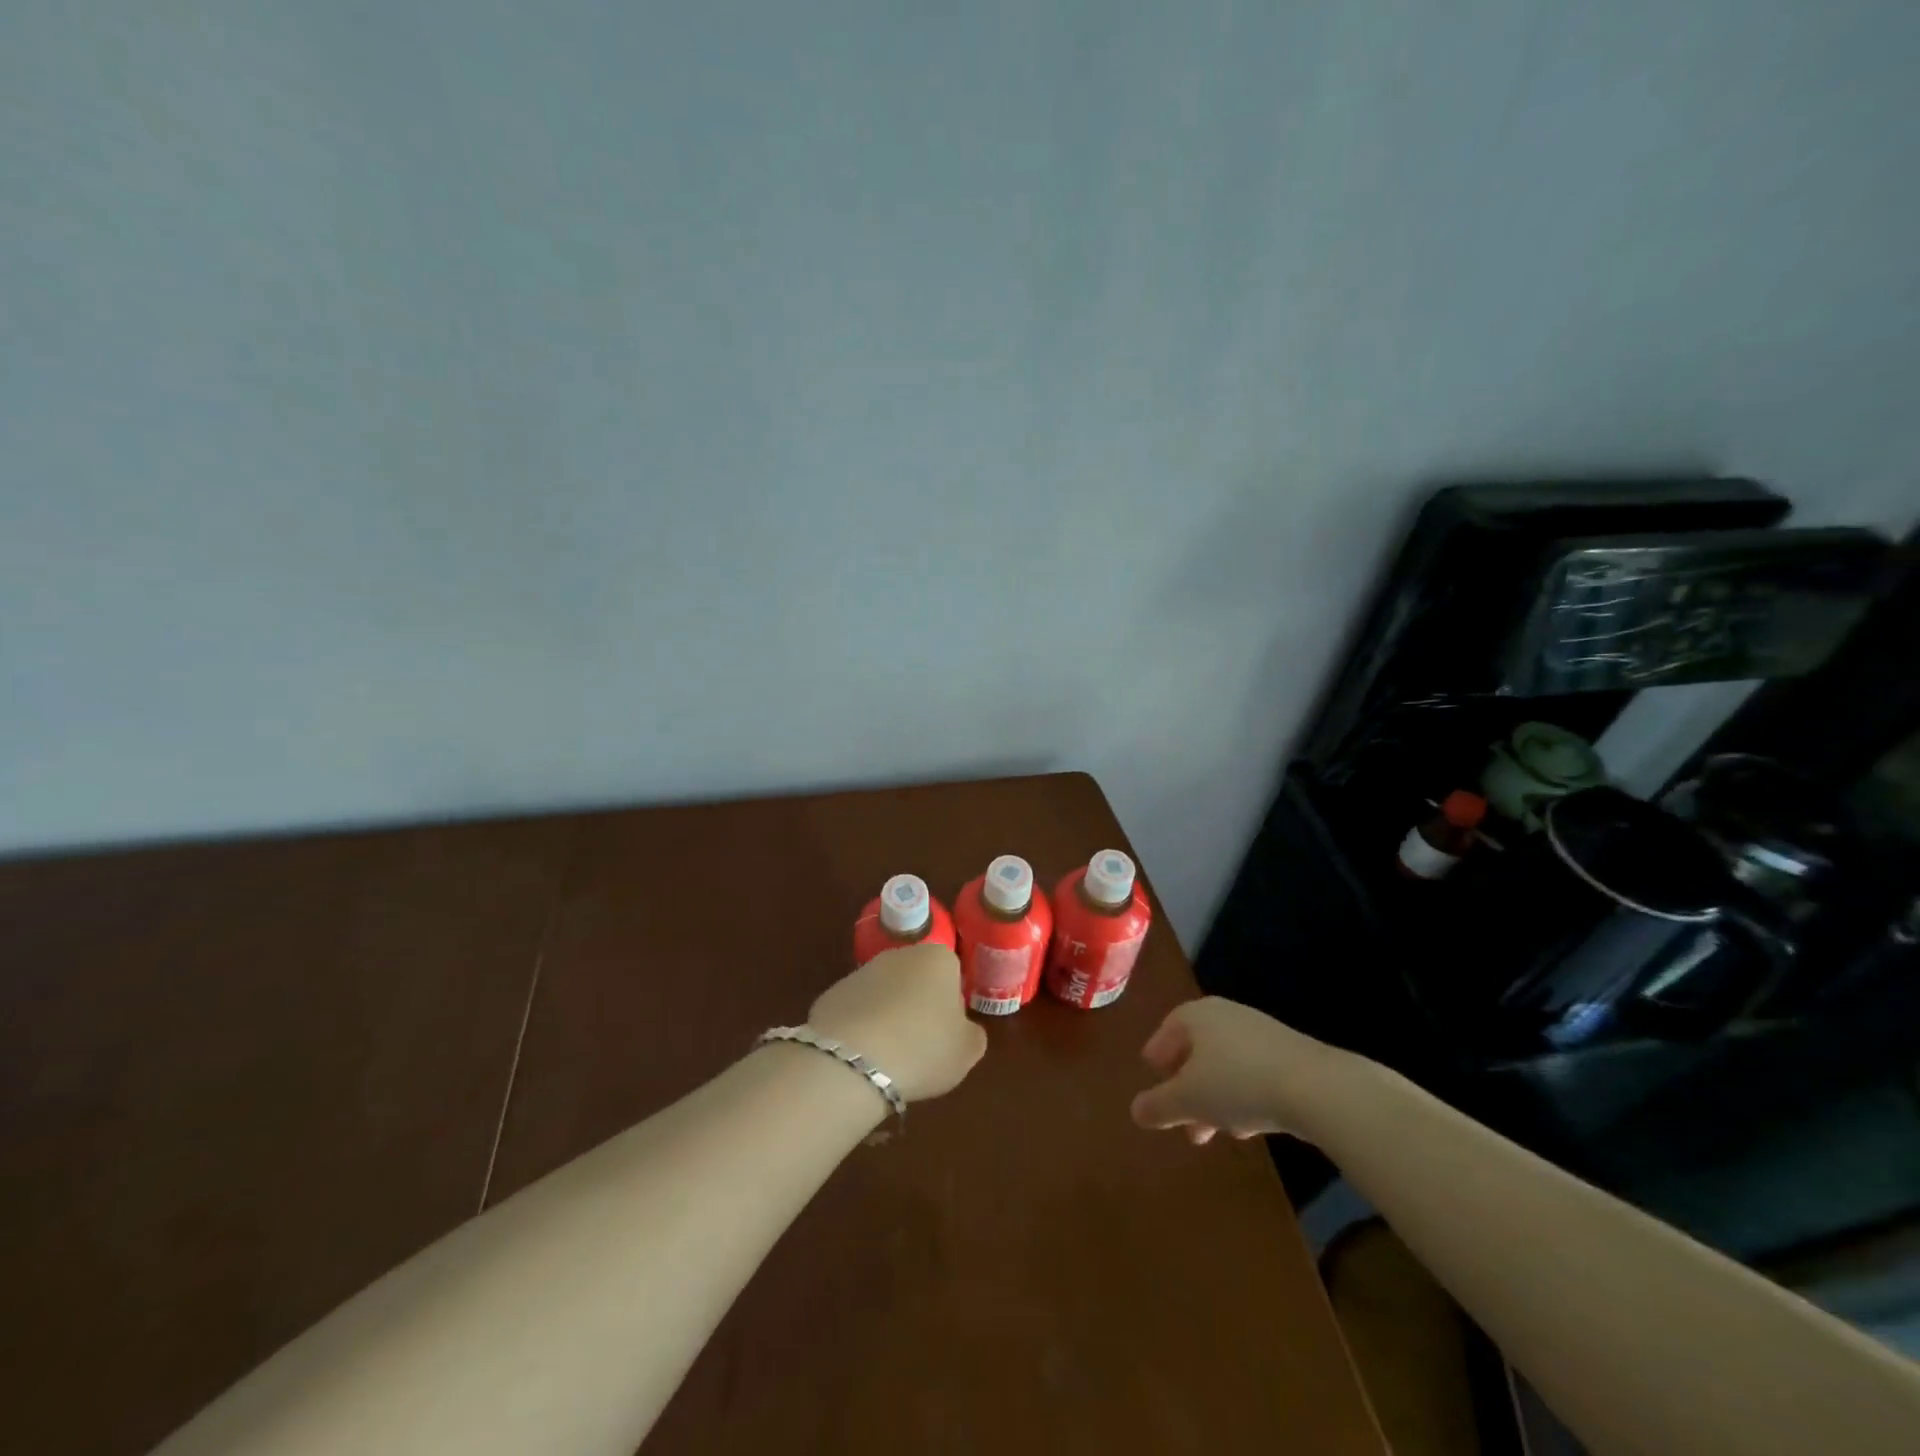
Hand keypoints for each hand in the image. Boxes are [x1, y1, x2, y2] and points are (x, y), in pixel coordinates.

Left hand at [807, 943, 987, 1101]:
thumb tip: (963, 1029)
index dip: (952, 1005)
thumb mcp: (967, 1051)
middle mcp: (900, 954)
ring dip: (888, 1017)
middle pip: (917, 980)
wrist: (853, 1059)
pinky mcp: (832, 992)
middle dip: (919, 1007)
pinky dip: (860, 1029)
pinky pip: (857, 1011)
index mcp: (939, 958)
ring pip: (885, 995)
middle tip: (921, 1046)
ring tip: (889, 1057)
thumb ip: (972, 1034)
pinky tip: (861, 1057)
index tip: (947, 1034)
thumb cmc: (923, 1048)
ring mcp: (862, 971)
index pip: (953, 974)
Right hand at [1130, 997, 1332, 1144]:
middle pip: (1197, 1051)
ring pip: (1226, 1066)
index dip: (1157, 1057)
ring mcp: (1259, 1032)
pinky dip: (1244, 1096)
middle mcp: (1225, 1015)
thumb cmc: (1236, 1083)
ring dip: (1216, 1098)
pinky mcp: (1289, 1054)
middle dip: (1187, 1088)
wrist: (1315, 1087)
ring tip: (1215, 1133)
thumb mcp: (1187, 1100)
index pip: (1166, 1032)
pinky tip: (1249, 1126)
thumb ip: (1158, 1106)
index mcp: (1195, 1015)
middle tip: (1182, 1120)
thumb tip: (1135, 1111)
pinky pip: (1253, 1073)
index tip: (1153, 1081)